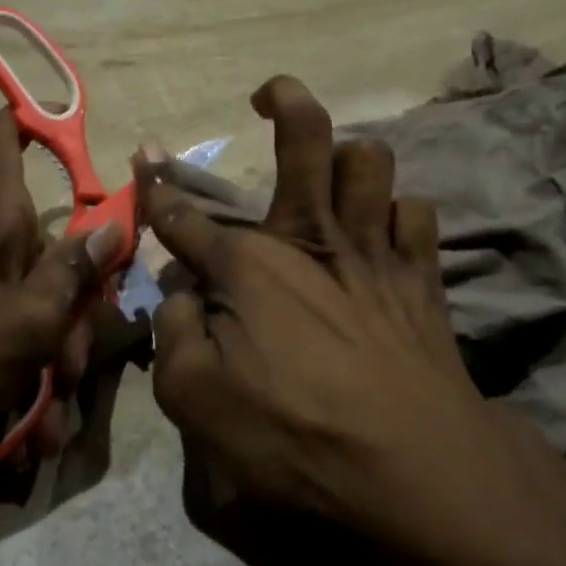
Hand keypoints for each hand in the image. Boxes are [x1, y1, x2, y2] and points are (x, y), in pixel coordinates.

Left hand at [0, 109, 123, 469]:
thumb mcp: (28, 320)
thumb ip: (75, 274)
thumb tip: (114, 224)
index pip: (2, 140)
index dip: (29, 119)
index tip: (61, 118)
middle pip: (47, 251)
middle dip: (75, 310)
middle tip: (77, 361)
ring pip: (34, 311)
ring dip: (52, 366)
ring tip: (49, 424)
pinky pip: (6, 348)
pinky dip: (22, 390)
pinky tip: (26, 443)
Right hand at [137, 76, 512, 542]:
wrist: (414, 469)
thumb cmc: (294, 436)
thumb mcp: (195, 401)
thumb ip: (173, 335)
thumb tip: (175, 294)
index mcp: (248, 265)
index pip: (186, 216)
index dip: (158, 188)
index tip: (145, 158)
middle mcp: (310, 237)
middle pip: (305, 139)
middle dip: (284, 101)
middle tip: (269, 96)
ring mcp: (373, 250)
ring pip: (371, 162)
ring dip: (349, 157)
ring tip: (332, 176)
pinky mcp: (420, 276)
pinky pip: (416, 213)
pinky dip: (397, 213)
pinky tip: (385, 232)